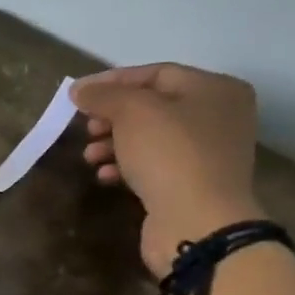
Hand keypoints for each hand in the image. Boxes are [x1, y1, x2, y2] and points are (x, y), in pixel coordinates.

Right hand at [72, 64, 263, 277]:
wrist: (197, 221)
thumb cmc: (169, 154)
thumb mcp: (132, 112)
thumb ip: (104, 96)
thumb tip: (79, 90)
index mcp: (214, 89)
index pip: (155, 73)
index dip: (112, 81)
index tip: (77, 95)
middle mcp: (217, 116)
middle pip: (152, 106)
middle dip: (112, 116)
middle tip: (86, 128)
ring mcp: (207, 152)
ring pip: (149, 138)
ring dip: (113, 143)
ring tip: (89, 156)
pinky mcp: (192, 183)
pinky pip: (154, 165)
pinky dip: (127, 166)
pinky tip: (106, 175)